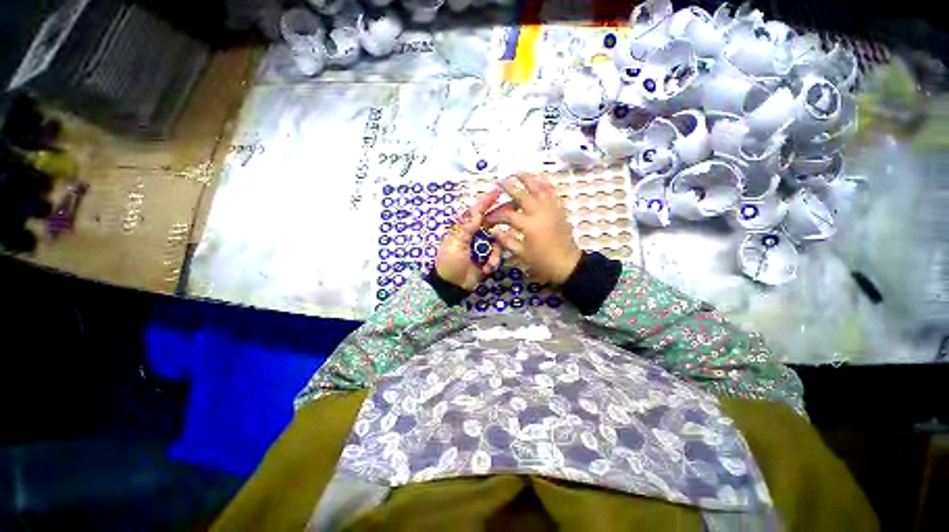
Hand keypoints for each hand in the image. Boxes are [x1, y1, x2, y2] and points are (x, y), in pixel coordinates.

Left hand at [434, 190, 502, 289]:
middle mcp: (474, 235)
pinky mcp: (487, 259)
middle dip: (501, 219)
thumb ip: (466, 227)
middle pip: (491, 222)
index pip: (476, 212)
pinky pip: (496, 255)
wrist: (452, 285)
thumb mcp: (455, 244)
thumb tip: (476, 211)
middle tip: (515, 210)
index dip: (486, 201)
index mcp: (464, 229)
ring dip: (495, 251)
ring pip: (496, 241)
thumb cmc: (450, 262)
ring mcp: (482, 247)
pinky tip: (487, 268)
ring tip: (490, 261)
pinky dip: (493, 261)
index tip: (497, 192)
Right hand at [485, 174, 582, 283]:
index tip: (488, 218)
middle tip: (500, 181)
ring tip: (518, 172)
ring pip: (539, 188)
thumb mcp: (522, 254)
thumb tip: (494, 231)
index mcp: (529, 225)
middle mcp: (540, 212)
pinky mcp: (560, 209)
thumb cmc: (543, 261)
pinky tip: (540, 176)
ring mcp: (551, 209)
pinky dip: (546, 183)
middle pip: (522, 195)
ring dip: (528, 178)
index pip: (507, 215)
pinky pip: (553, 192)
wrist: (567, 264)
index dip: (495, 216)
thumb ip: (507, 241)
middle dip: (509, 186)